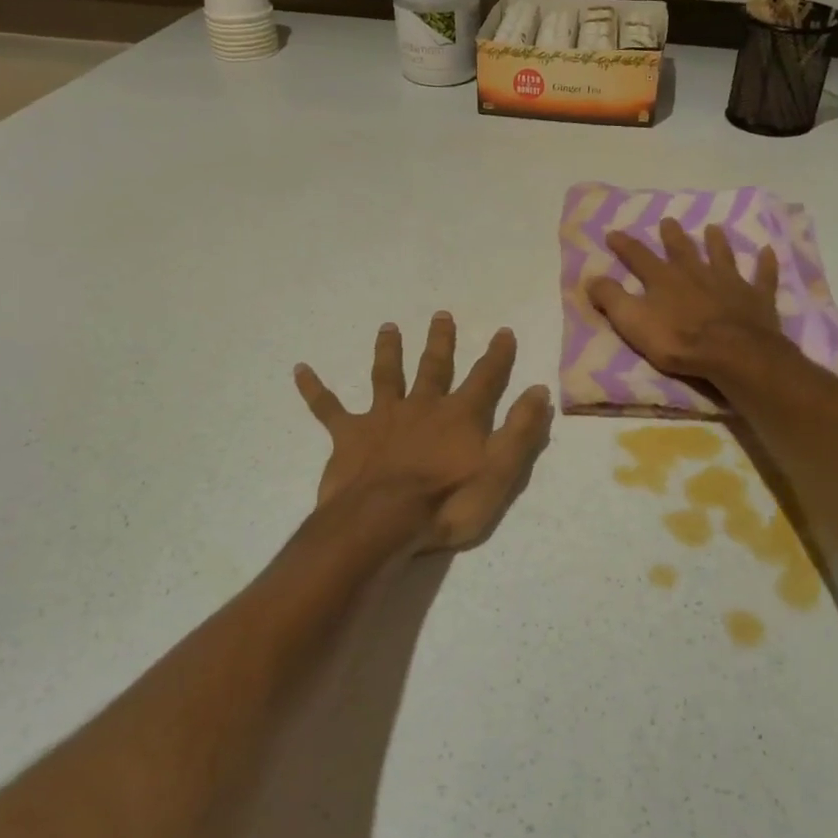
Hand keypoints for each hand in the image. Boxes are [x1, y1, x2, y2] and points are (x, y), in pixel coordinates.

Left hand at [294, 314, 552, 551]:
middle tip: (440, 315)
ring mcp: (382, 418)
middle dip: (440, 341)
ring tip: (388, 327)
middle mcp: (422, 407)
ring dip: (388, 351)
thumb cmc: (448, 503)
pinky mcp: (349, 436)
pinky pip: (328, 408)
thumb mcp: (500, 471)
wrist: (383, 522)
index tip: (503, 331)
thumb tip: (538, 390)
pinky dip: (314, 389)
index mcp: (459, 416)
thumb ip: (521, 430)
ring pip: (386, 376)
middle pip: (434, 367)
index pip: (485, 378)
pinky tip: (299, 370)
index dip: (497, 355)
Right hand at [587, 220, 785, 380]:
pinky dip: (765, 265)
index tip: (613, 233)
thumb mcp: (633, 322)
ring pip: (722, 256)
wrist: (732, 353)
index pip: (639, 257)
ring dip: (717, 242)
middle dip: (673, 236)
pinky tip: (767, 252)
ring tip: (714, 228)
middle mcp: (696, 273)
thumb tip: (590, 278)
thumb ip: (612, 299)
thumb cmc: (678, 341)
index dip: (625, 245)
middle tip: (669, 221)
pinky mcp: (757, 298)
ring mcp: (729, 283)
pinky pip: (762, 277)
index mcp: (664, 279)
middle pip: (682, 250)